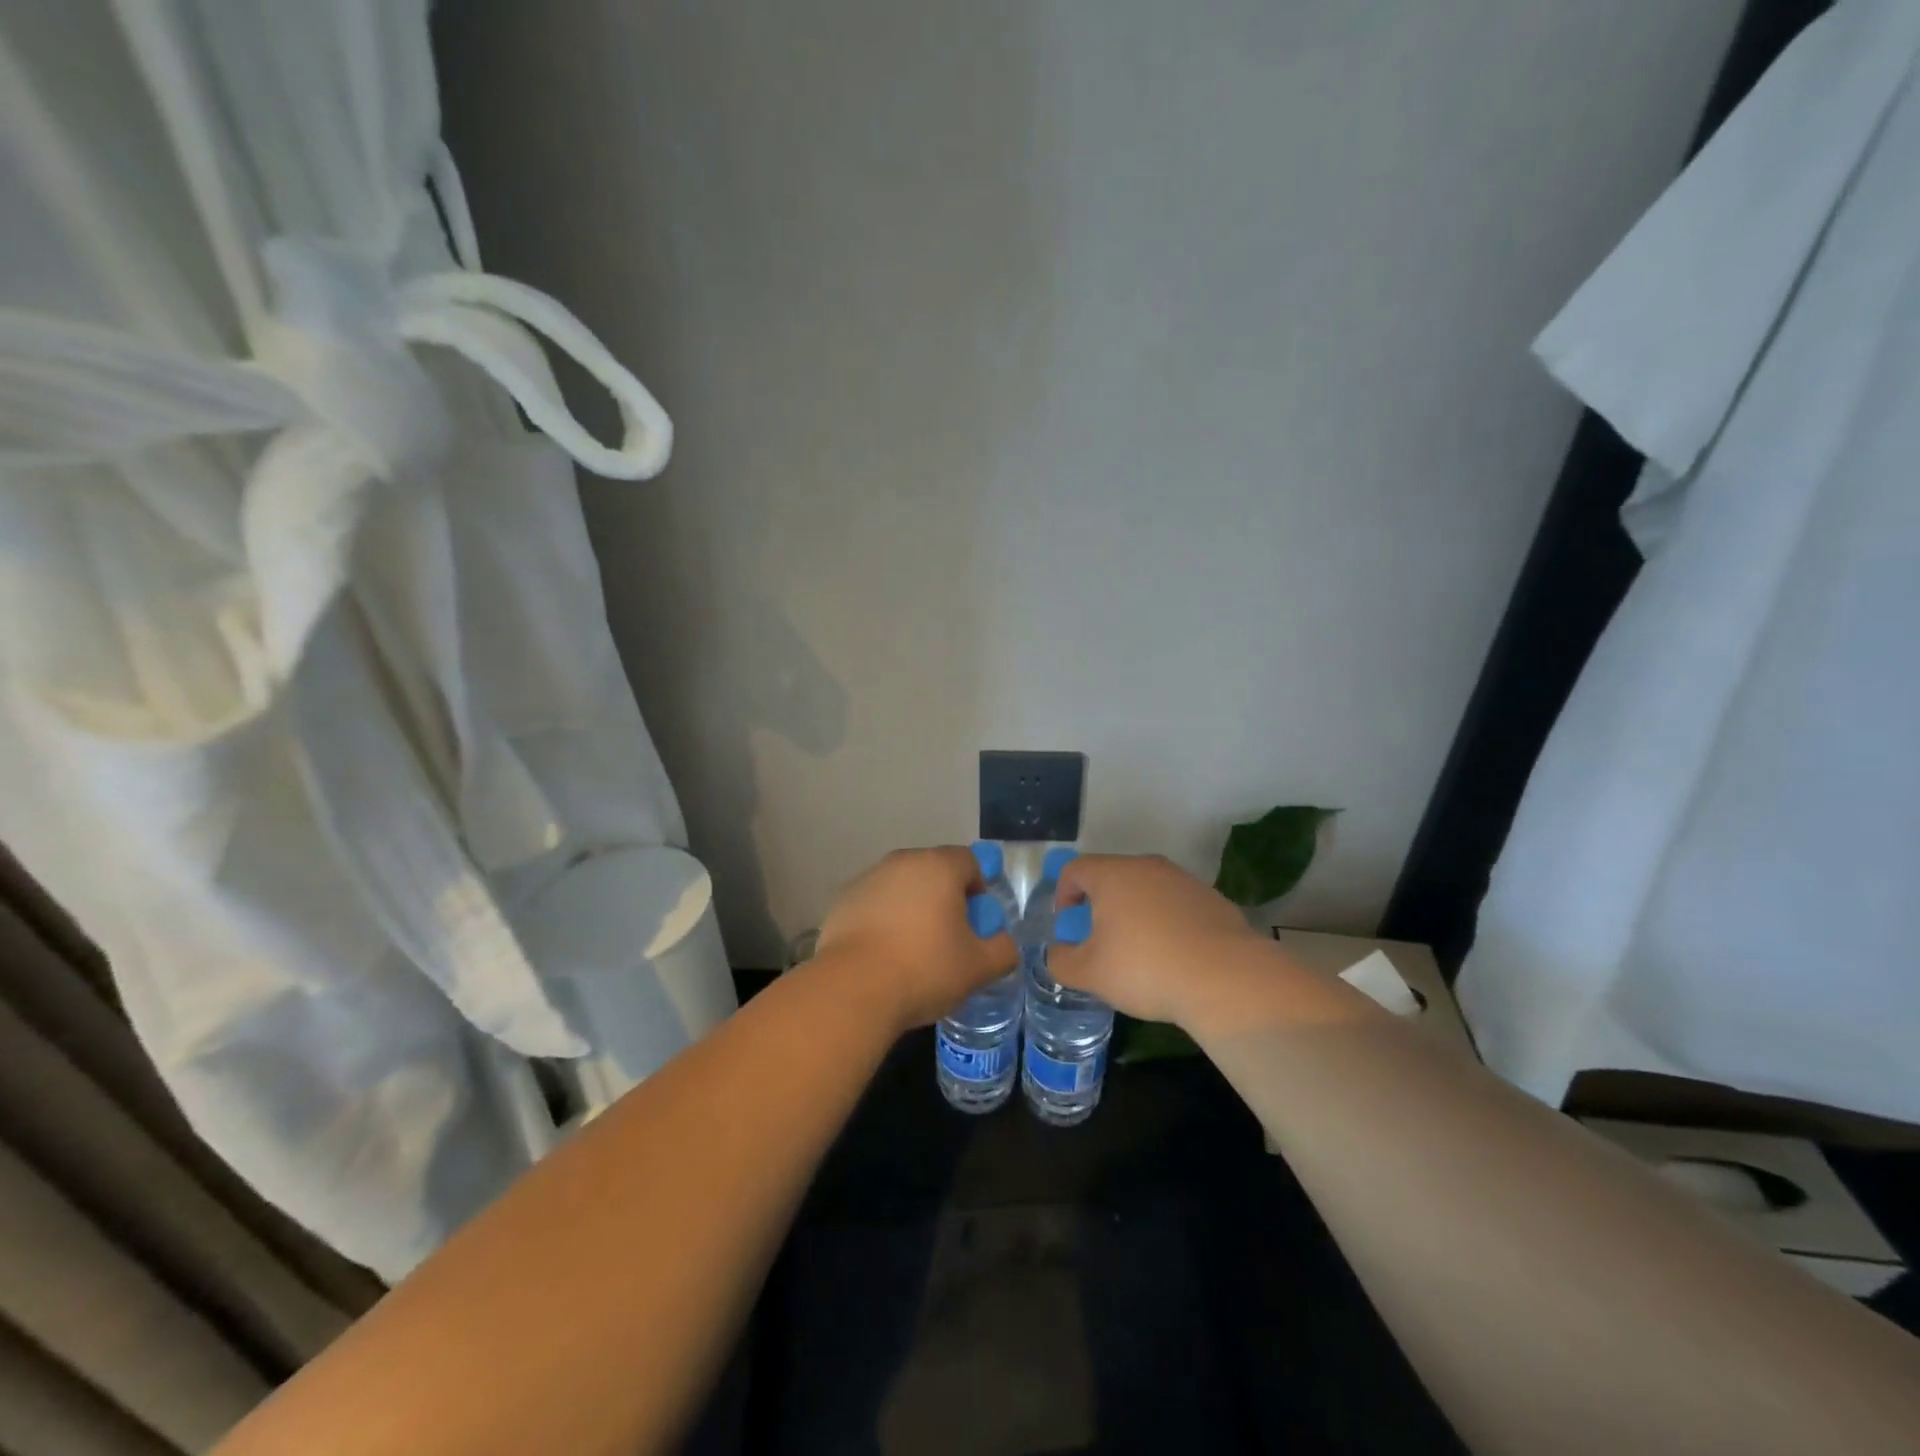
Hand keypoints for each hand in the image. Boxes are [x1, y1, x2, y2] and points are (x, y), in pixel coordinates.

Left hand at [815, 846, 1017, 1033]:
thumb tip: (1004, 944)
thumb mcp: (978, 968)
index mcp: (938, 866)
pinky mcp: (842, 901)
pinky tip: (883, 954)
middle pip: (934, 871)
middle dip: (945, 897)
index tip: (977, 922)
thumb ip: (1002, 950)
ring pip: (902, 886)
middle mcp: (902, 862)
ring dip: (913, 908)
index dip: (979, 889)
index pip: (969, 861)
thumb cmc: (924, 969)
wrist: (852, 990)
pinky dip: (883, 920)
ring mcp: (868, 879)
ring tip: (913, 950)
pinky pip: (875, 903)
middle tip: (949, 937)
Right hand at [1048, 854, 1264, 1025]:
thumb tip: (1056, 954)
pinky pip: (1175, 905)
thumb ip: (1062, 962)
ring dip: (1134, 913)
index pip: (1075, 869)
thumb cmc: (1145, 968)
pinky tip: (1172, 957)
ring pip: (1146, 890)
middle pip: (1112, 877)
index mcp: (1112, 874)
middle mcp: (1147, 866)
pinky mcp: (1212, 900)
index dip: (1062, 894)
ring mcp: (1183, 880)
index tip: (1066, 924)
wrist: (1226, 979)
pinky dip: (1165, 923)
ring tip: (1137, 952)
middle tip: (1098, 940)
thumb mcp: (1090, 974)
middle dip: (1099, 905)